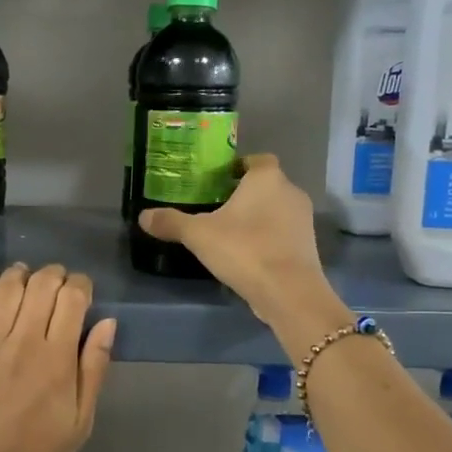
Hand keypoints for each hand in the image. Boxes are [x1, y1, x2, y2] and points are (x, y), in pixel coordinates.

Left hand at [0, 263, 116, 451]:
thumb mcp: (81, 421)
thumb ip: (94, 368)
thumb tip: (107, 323)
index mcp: (58, 358)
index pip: (72, 297)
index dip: (80, 285)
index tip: (81, 291)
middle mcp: (23, 340)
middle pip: (41, 284)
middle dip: (54, 275)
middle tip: (56, 285)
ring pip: (7, 286)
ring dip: (21, 274)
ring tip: (26, 280)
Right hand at [138, 155, 336, 325]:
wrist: (288, 291)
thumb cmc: (244, 249)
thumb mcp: (198, 235)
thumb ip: (171, 222)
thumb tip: (144, 216)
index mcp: (267, 178)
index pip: (256, 160)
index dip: (238, 167)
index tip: (217, 181)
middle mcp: (290, 192)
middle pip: (266, 185)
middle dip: (244, 194)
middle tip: (216, 208)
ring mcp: (304, 220)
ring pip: (275, 210)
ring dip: (257, 218)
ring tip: (229, 233)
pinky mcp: (308, 245)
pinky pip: (282, 233)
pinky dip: (267, 238)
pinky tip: (247, 254)